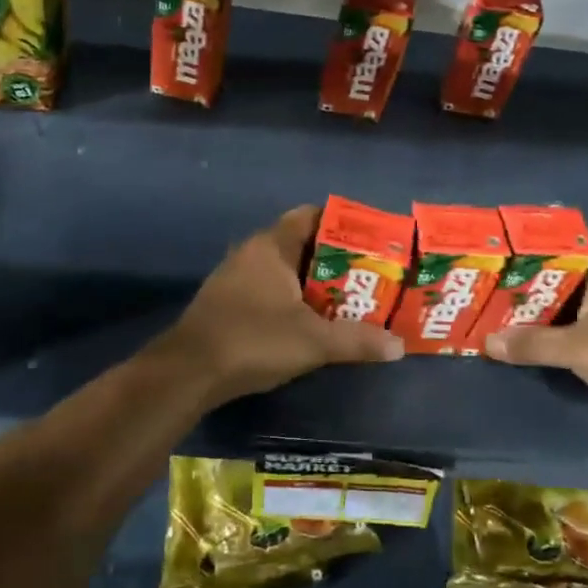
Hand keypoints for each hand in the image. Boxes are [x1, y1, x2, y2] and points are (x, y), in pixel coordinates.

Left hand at [153, 205, 402, 408]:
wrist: (188, 371)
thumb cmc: (253, 340)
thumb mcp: (313, 341)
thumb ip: (357, 340)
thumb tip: (399, 346)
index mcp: (271, 246)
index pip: (309, 216)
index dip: (341, 224)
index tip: (370, 241)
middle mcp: (251, 253)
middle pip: (300, 244)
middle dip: (333, 259)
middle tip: (367, 276)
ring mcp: (234, 277)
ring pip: (283, 269)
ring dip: (312, 282)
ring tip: (347, 299)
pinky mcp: (226, 302)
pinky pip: (267, 288)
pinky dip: (290, 298)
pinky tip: (309, 321)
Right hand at [483, 251, 587, 426]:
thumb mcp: (579, 348)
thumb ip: (532, 343)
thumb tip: (487, 343)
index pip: (556, 244)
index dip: (523, 246)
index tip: (489, 252)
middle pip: (554, 275)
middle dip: (520, 282)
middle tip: (480, 283)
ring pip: (562, 302)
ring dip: (533, 309)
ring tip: (490, 308)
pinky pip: (571, 324)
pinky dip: (548, 329)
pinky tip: (521, 336)